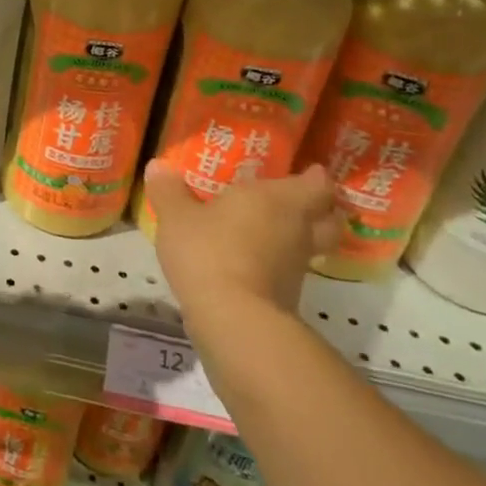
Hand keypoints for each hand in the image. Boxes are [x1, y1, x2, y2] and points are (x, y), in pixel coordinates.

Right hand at [145, 162, 340, 323]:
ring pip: (312, 246)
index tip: (305, 171)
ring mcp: (297, 266)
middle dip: (319, 208)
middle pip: (328, 217)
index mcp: (278, 199)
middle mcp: (297, 229)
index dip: (316, 177)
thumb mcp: (176, 216)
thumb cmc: (209, 251)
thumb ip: (168, 191)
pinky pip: (290, 270)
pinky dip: (278, 263)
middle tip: (294, 200)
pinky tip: (252, 260)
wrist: (233, 320)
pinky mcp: (288, 296)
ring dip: (298, 237)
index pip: (318, 184)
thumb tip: (157, 165)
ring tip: (269, 230)